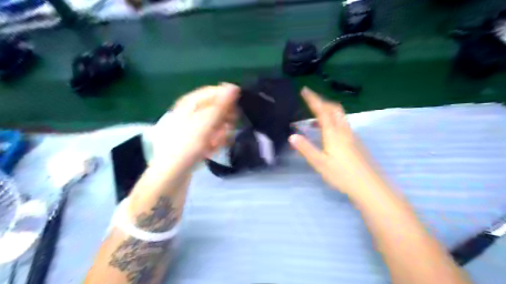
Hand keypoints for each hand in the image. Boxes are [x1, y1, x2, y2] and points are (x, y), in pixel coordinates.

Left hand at [149, 84, 239, 173]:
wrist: (171, 174)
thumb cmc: (187, 144)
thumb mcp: (205, 122)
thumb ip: (221, 105)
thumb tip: (233, 86)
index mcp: (190, 103)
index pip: (214, 92)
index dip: (227, 99)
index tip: (236, 110)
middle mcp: (192, 112)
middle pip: (216, 109)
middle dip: (224, 121)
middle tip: (225, 130)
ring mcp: (194, 127)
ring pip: (217, 124)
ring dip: (220, 134)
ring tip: (214, 144)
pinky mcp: (197, 140)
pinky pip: (212, 136)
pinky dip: (214, 142)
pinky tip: (210, 150)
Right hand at [288, 86, 379, 197]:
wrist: (369, 186)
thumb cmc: (342, 175)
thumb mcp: (320, 163)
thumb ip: (306, 149)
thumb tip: (292, 136)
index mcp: (333, 133)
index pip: (322, 111)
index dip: (313, 99)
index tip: (305, 90)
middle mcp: (343, 131)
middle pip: (334, 109)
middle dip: (322, 102)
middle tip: (311, 101)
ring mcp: (352, 136)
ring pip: (339, 116)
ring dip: (327, 112)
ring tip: (315, 119)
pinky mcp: (356, 142)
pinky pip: (342, 125)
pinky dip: (333, 121)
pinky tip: (328, 133)